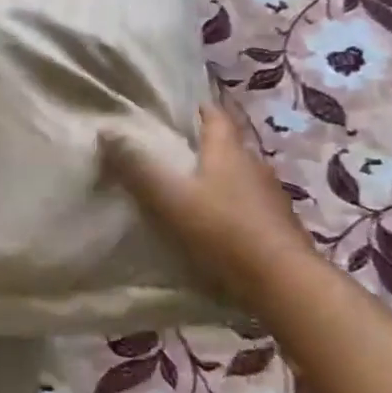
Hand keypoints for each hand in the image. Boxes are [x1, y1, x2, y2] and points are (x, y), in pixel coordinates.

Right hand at [101, 105, 311, 284]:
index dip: (197, 108)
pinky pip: (249, 207)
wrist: (285, 284)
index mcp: (228, 150)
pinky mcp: (279, 228)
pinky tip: (216, 224)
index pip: (215, 115)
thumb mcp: (170, 198)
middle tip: (173, 150)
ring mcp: (270, 198)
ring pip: (239, 177)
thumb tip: (106, 131)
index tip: (177, 109)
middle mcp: (254, 165)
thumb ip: (137, 167)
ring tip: (190, 189)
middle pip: (227, 146)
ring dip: (218, 179)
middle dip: (203, 146)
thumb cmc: (224, 230)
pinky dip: (231, 208)